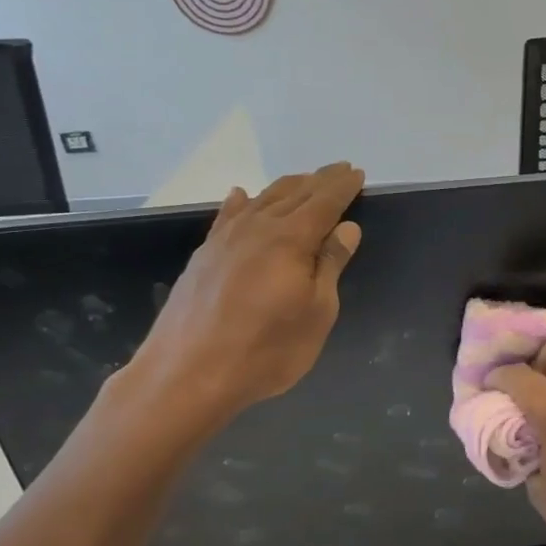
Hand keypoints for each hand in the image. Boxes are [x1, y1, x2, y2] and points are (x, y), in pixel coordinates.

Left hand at [120, 163, 363, 434]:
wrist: (187, 374)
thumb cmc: (266, 350)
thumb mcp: (316, 313)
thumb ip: (330, 266)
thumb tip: (346, 228)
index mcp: (291, 239)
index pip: (324, 202)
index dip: (343, 187)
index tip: (357, 173)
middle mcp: (258, 228)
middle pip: (294, 193)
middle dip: (320, 181)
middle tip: (339, 170)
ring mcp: (225, 239)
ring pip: (262, 200)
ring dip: (287, 187)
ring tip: (305, 181)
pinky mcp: (204, 256)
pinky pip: (227, 216)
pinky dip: (242, 202)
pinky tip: (242, 196)